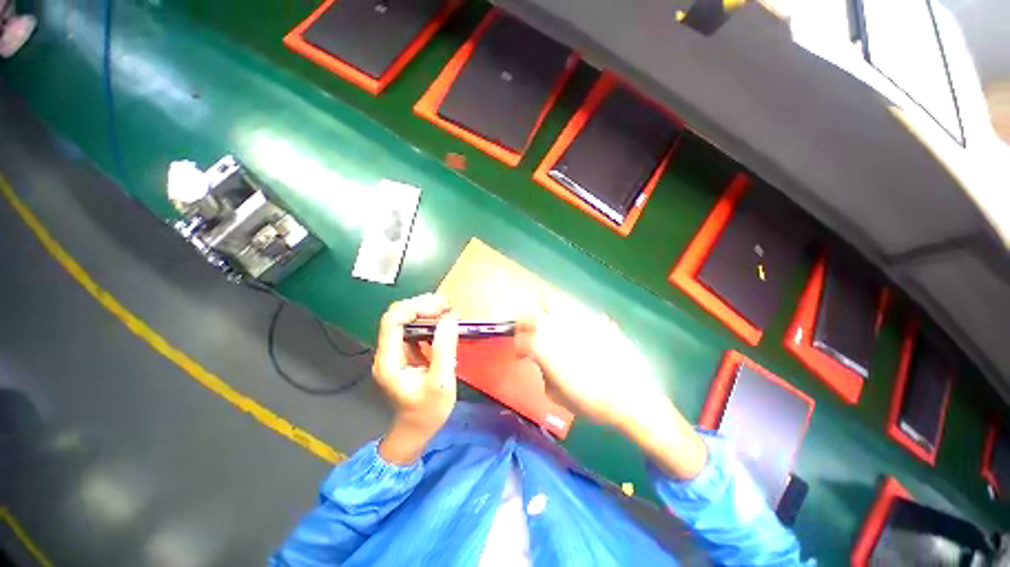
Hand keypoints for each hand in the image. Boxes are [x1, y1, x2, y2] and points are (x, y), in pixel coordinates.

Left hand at [373, 294, 457, 464]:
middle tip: (448, 307)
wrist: (416, 430)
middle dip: (423, 306)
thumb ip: (444, 349)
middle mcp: (387, 352)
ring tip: (448, 310)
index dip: (415, 308)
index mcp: (389, 360)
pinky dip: (428, 321)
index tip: (441, 309)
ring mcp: (395, 352)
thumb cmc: (428, 411)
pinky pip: (414, 329)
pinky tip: (443, 322)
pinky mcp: (405, 353)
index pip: (393, 320)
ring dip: (426, 311)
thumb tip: (449, 318)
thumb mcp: (441, 382)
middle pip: (398, 316)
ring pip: (405, 320)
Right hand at [516, 299, 707, 478]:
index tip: (520, 351)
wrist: (636, 398)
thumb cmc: (595, 404)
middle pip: (534, 315)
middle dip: (526, 322)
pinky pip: (575, 307)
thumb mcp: (560, 397)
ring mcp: (581, 323)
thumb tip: (540, 359)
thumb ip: (544, 373)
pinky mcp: (597, 319)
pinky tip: (572, 323)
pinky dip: (566, 311)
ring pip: (554, 303)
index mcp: (551, 355)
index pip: (525, 338)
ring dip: (545, 311)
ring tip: (548, 322)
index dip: (518, 343)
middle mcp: (563, 333)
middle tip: (528, 331)